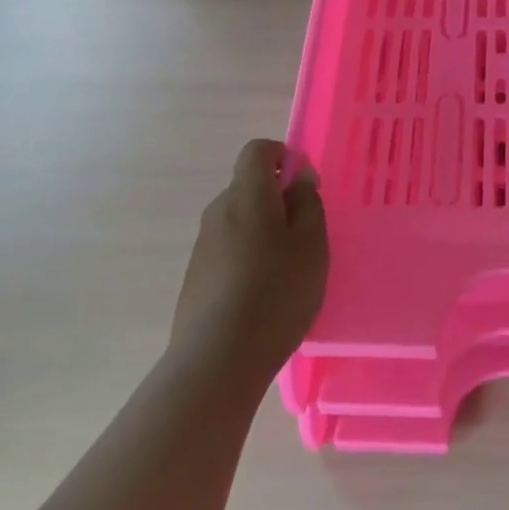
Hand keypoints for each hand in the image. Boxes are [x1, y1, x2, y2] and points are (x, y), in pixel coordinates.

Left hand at [171, 140, 328, 383]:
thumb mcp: (311, 245)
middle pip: (248, 186)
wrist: (217, 358)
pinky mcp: (197, 275)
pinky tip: (262, 294)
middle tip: (305, 235)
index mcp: (247, 195)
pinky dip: (248, 257)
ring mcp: (203, 244)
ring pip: (239, 220)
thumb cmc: (276, 292)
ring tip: (286, 271)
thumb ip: (308, 203)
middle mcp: (218, 211)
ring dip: (263, 230)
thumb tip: (299, 177)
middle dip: (277, 199)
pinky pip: (228, 249)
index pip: (257, 151)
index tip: (304, 185)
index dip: (283, 156)